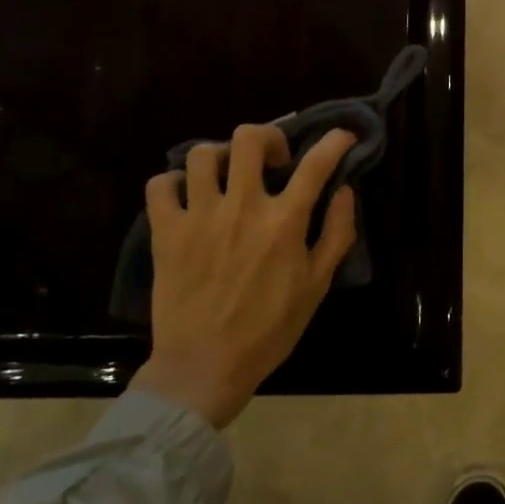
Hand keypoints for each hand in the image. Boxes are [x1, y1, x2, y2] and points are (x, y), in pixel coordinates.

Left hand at [130, 125, 357, 427]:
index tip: (342, 136)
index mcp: (284, 222)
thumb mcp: (317, 285)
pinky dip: (174, 182)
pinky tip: (188, 196)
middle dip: (268, 136)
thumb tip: (344, 191)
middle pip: (249, 139)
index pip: (316, 163)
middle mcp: (242, 207)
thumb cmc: (269, 329)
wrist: (204, 367)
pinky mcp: (165, 232)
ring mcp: (199, 217)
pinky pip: (160, 186)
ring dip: (221, 156)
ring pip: (203, 154)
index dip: (335, 141)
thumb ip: (337, 233)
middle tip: (273, 160)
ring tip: (228, 176)